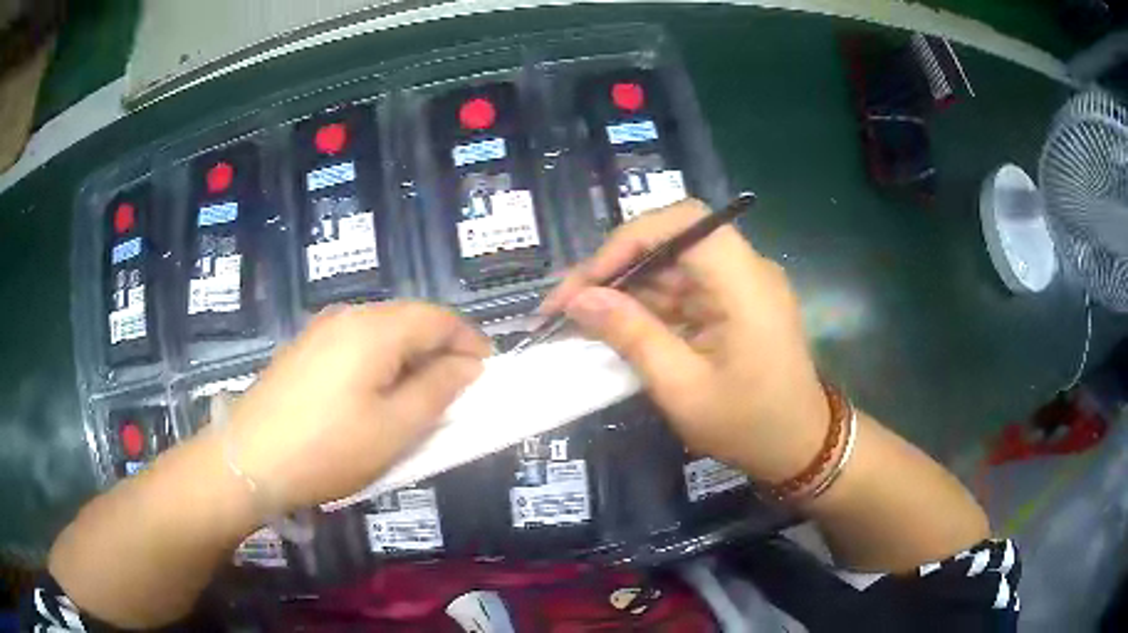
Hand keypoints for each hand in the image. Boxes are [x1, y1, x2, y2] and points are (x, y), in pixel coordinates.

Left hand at [226, 302, 490, 511]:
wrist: (249, 460)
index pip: (438, 317)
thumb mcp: (395, 428)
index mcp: (375, 328)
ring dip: (408, 357)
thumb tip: (467, 365)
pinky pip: (355, 344)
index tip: (488, 370)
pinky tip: (373, 395)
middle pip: (408, 319)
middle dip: (439, 349)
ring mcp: (320, 330)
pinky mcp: (303, 349)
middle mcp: (348, 316)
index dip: (469, 340)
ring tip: (418, 395)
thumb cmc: (329, 448)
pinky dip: (379, 362)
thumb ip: (438, 390)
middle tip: (456, 389)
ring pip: (381, 332)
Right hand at [542, 200, 827, 482]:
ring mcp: (740, 286)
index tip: (588, 280)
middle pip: (672, 242)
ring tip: (578, 318)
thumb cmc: (749, 426)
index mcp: (745, 283)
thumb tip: (579, 300)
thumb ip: (632, 336)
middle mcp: (746, 270)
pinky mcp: (733, 303)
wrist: (799, 448)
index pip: (684, 223)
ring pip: (671, 266)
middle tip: (566, 303)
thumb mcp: (683, 389)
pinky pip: (683, 291)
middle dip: (615, 267)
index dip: (630, 239)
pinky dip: (647, 306)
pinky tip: (614, 326)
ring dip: (626, 288)